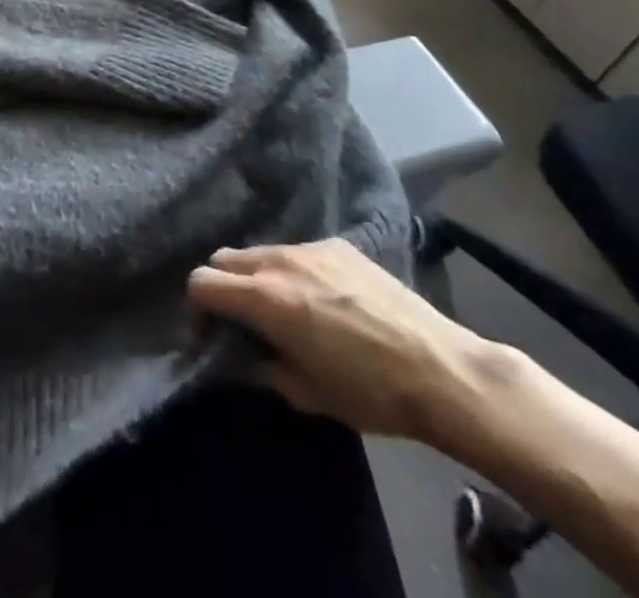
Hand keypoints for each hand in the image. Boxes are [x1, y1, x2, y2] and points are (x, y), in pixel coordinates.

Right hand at [187, 239, 489, 440]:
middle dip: (222, 287)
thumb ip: (263, 369)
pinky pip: (298, 251)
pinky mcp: (339, 244)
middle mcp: (279, 260)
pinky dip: (292, 271)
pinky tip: (321, 300)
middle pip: (225, 258)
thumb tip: (240, 359)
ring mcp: (310, 247)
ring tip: (283, 310)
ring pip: (261, 252)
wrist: (442, 369)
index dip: (196, 309)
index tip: (210, 335)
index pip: (202, 282)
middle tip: (240, 322)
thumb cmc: (371, 392)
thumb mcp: (308, 394)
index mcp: (265, 297)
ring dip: (257, 277)